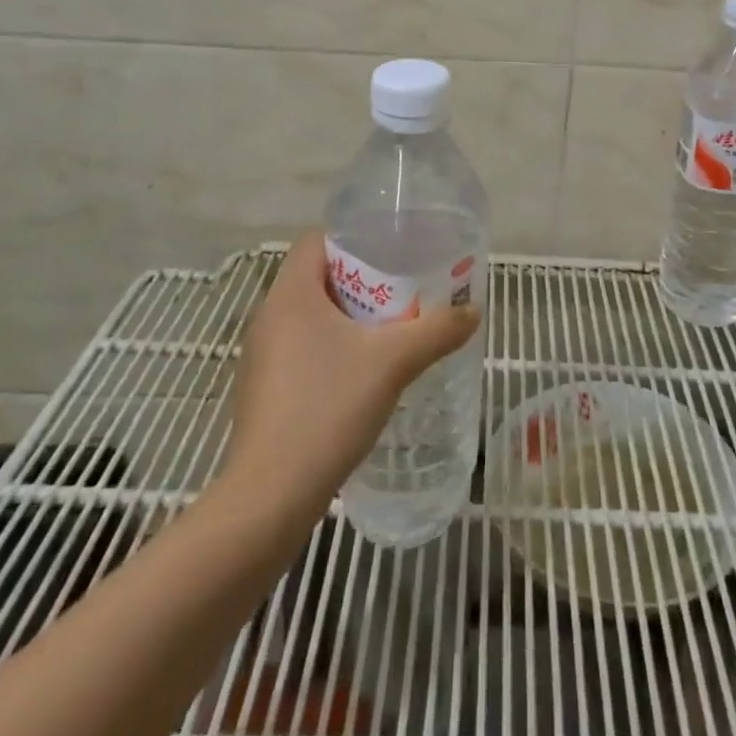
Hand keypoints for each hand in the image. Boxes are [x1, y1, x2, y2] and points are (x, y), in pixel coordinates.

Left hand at [224, 231, 480, 513]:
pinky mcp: (265, 390)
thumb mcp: (393, 363)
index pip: (316, 240)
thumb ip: (437, 331)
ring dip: (350, 316)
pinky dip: (333, 347)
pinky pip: (303, 348)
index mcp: (290, 294)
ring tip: (391, 329)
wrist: (270, 498)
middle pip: (318, 277)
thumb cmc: (327, 409)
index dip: (354, 237)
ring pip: (311, 315)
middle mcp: (270, 316)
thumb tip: (473, 312)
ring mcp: (263, 356)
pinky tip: (364, 373)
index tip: (392, 250)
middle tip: (404, 290)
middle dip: (363, 280)